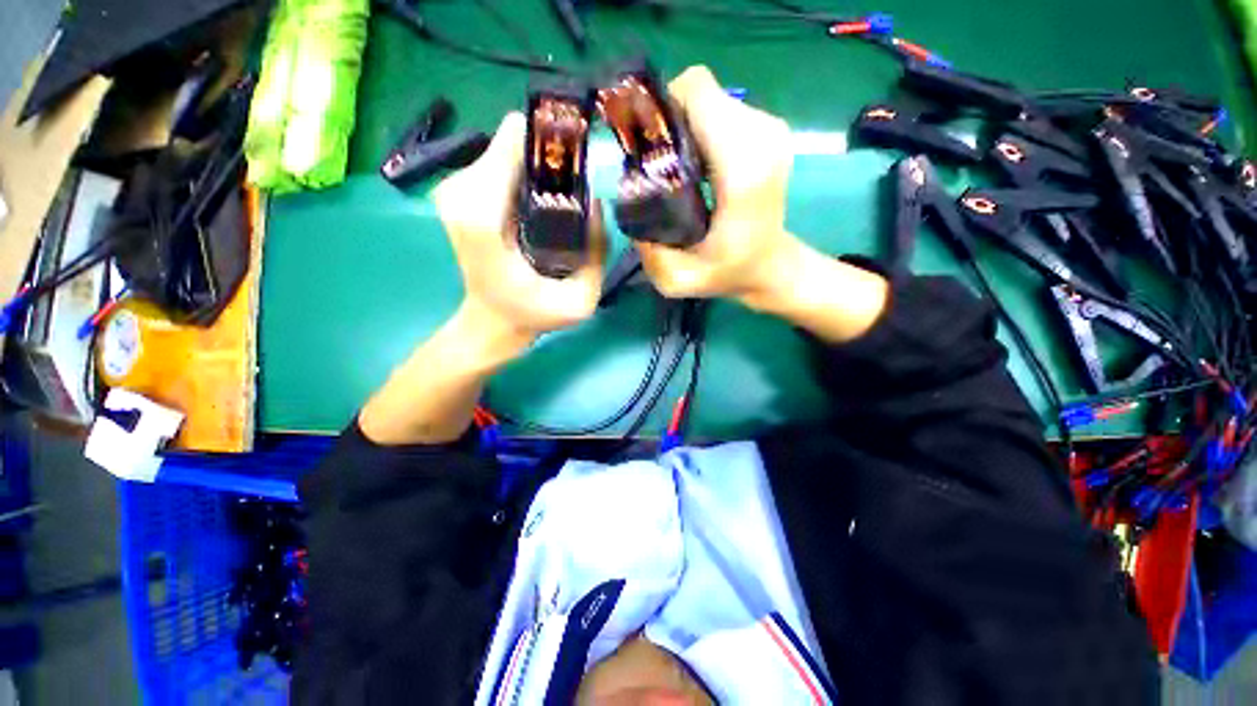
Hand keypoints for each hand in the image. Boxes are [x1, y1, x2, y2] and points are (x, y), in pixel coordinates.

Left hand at [433, 112, 605, 344]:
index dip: (550, 140)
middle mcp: (461, 194)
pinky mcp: (459, 191)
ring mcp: (455, 190)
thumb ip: (596, 253)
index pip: (512, 143)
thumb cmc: (533, 314)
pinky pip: (500, 161)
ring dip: (540, 165)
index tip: (580, 157)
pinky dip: (526, 172)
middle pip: (513, 140)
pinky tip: (543, 199)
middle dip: (549, 155)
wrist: (492, 321)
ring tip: (562, 196)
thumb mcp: (580, 300)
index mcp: (482, 219)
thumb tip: (597, 201)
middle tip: (576, 185)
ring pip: (507, 148)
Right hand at [639, 65, 888, 342]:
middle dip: (671, 120)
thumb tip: (629, 202)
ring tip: (677, 168)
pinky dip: (702, 130)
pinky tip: (697, 166)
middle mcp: (762, 138)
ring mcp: (771, 130)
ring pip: (711, 99)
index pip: (697, 94)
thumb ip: (649, 250)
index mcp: (743, 170)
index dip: (663, 110)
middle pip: (700, 93)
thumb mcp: (678, 281)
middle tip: (658, 162)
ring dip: (686, 126)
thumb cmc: (728, 274)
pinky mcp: (770, 131)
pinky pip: (724, 110)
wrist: (771, 266)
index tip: (649, 147)